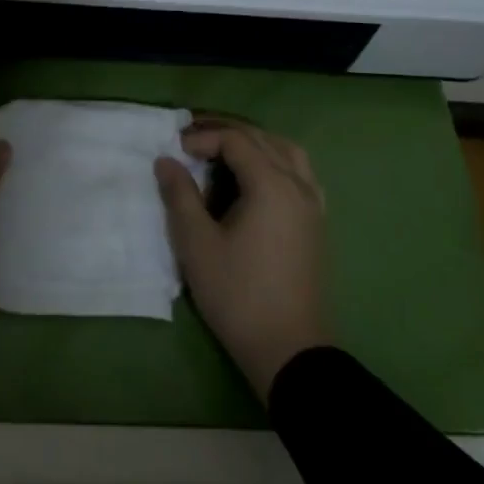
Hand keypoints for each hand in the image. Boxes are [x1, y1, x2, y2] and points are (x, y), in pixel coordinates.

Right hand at [155, 116, 331, 402]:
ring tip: (224, 151)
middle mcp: (298, 185)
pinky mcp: (316, 223)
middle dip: (226, 132)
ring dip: (254, 143)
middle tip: (192, 139)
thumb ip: (180, 195)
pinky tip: (258, 179)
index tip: (176, 151)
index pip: (236, 140)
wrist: (289, 351)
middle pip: (262, 138)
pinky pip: (299, 173)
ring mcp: (313, 204)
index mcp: (272, 185)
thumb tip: (166, 160)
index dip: (203, 138)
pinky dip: (275, 161)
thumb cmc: (238, 295)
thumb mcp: (197, 244)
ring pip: (286, 152)